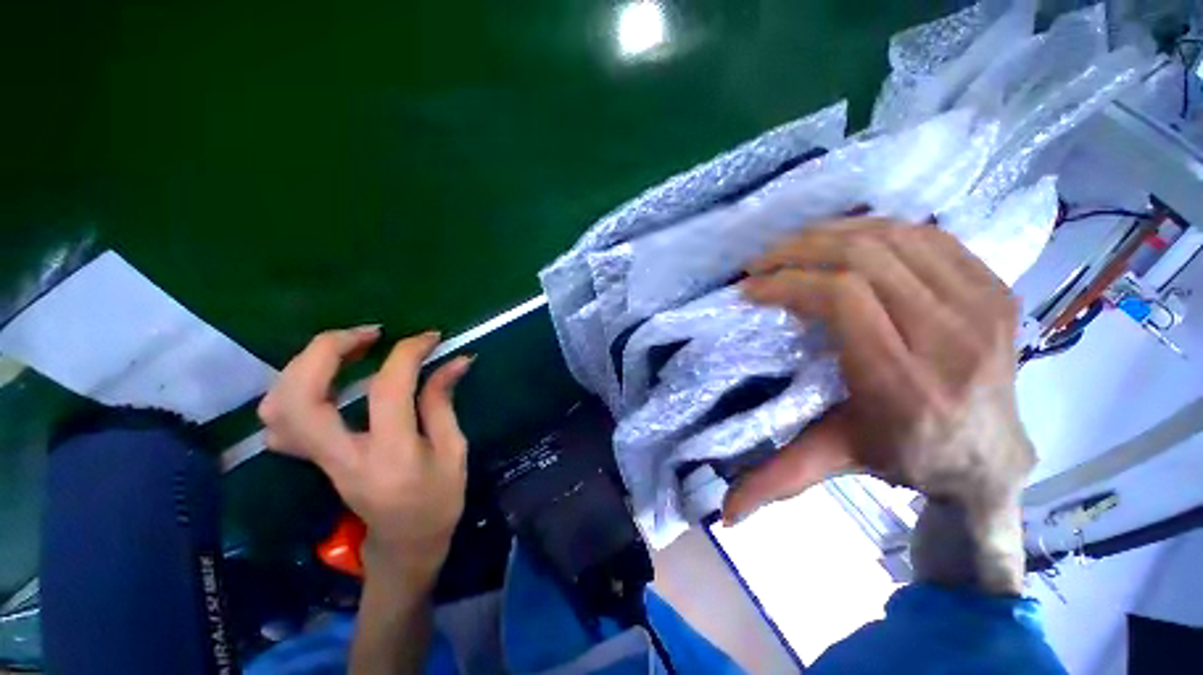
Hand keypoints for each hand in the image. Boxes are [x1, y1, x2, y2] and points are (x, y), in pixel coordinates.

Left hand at [258, 327, 472, 582]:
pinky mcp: (310, 459)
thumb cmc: (439, 500)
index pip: (387, 390)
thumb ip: (443, 401)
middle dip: (329, 349)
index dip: (408, 353)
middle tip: (370, 333)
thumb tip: (454, 360)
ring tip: (348, 348)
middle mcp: (341, 457)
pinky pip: (280, 419)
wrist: (404, 545)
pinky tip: (326, 378)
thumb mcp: (454, 450)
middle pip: (301, 395)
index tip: (430, 337)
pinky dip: (294, 387)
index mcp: (390, 456)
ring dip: (307, 364)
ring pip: (278, 405)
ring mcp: (318, 460)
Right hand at [724, 220, 1034, 522]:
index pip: (840, 298)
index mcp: (903, 379)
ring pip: (894, 237)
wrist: (991, 456)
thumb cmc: (903, 455)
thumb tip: (724, 519)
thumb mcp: (834, 461)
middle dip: (799, 250)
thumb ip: (777, 480)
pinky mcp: (995, 287)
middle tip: (763, 261)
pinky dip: (877, 229)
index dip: (786, 282)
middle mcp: (949, 335)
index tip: (752, 287)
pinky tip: (846, 242)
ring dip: (832, 233)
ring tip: (795, 247)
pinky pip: (928, 236)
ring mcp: (982, 304)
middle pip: (864, 259)